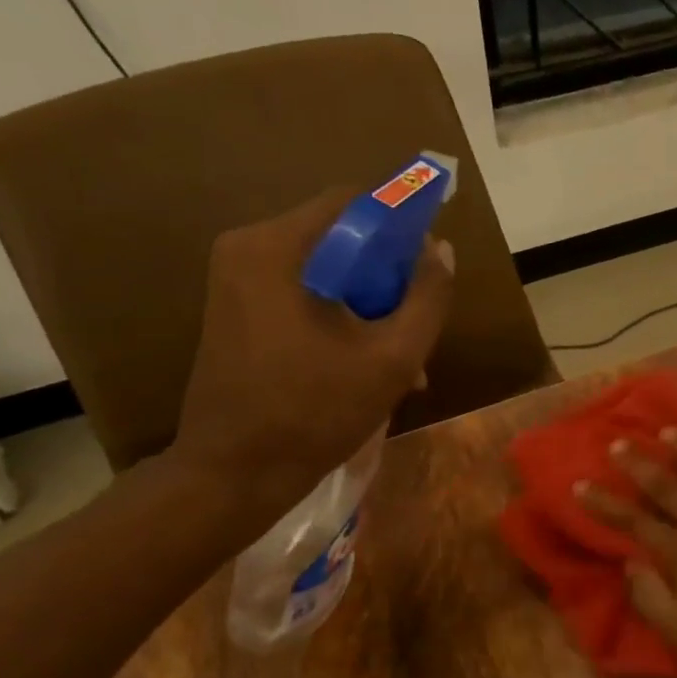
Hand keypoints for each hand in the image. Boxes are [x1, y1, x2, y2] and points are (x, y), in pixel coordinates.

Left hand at [169, 191, 453, 514]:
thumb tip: (442, 251)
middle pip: (339, 238)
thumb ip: (427, 299)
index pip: (353, 202)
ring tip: (403, 361)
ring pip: (325, 272)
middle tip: (418, 325)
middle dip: (387, 277)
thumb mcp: (391, 358)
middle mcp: (248, 250)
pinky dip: (340, 319)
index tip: (430, 268)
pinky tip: (368, 366)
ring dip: (369, 306)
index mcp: (276, 248)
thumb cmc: (314, 413)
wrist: (234, 475)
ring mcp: (236, 282)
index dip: (402, 226)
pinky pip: (302, 296)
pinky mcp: (236, 312)